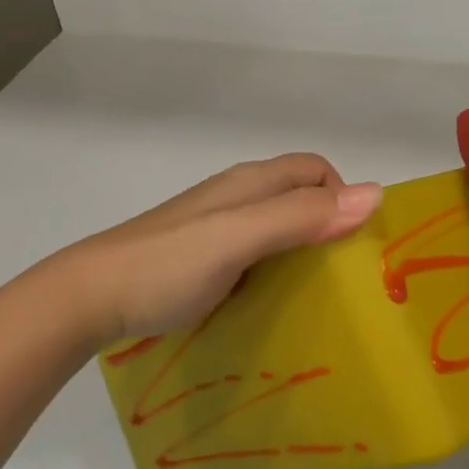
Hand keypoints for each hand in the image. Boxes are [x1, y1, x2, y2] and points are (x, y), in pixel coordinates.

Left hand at [69, 153, 382, 344]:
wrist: (92, 296)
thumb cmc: (168, 264)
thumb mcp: (239, 238)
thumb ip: (300, 217)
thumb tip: (375, 194)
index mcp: (250, 183)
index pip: (315, 170)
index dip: (343, 197)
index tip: (356, 246)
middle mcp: (237, 196)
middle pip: (299, 196)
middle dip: (328, 222)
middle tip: (345, 274)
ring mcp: (217, 227)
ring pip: (277, 224)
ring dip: (304, 247)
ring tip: (318, 292)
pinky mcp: (203, 256)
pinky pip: (256, 251)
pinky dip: (276, 266)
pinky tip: (273, 298)